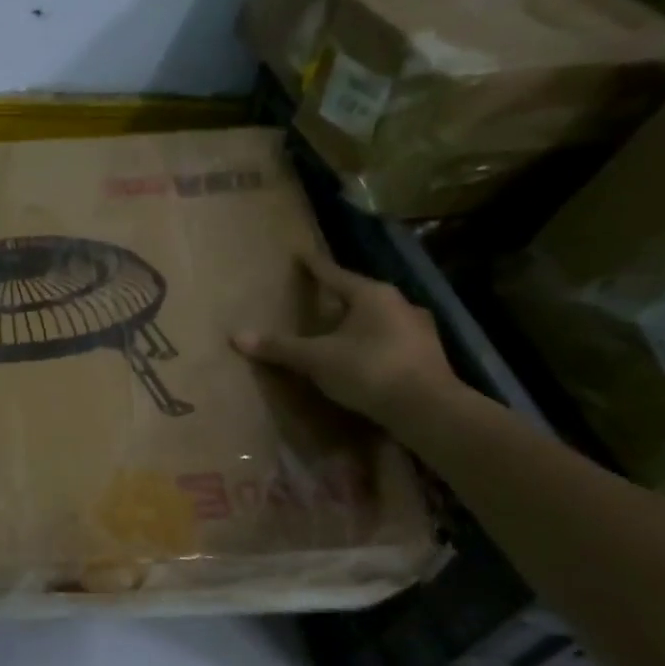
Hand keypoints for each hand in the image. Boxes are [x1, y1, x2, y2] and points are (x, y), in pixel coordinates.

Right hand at [232, 249, 457, 429]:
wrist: (428, 409)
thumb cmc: (369, 370)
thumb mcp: (316, 359)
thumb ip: (279, 347)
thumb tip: (236, 336)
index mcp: (372, 296)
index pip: (335, 275)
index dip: (315, 267)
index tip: (302, 256)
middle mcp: (400, 304)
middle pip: (361, 295)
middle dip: (340, 297)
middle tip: (319, 298)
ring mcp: (419, 330)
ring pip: (380, 318)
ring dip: (360, 322)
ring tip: (340, 330)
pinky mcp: (428, 355)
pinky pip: (392, 340)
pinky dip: (374, 343)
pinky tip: (363, 355)